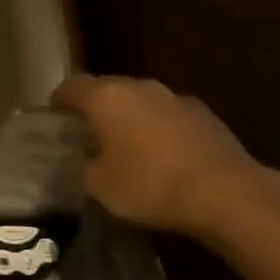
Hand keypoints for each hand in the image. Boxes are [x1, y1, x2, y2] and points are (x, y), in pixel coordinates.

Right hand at [51, 74, 268, 235]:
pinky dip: (158, 129)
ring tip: (126, 148)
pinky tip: (161, 157)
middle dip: (95, 109)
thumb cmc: (150, 185)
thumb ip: (85, 164)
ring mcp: (175, 97)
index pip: (70, 87)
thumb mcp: (100, 186)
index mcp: (107, 97)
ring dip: (129, 118)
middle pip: (106, 89)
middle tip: (87, 136)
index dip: (58, 103)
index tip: (54, 122)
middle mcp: (140, 87)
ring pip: (140, 101)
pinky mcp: (204, 114)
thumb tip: (86, 158)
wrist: (226, 193)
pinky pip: (167, 116)